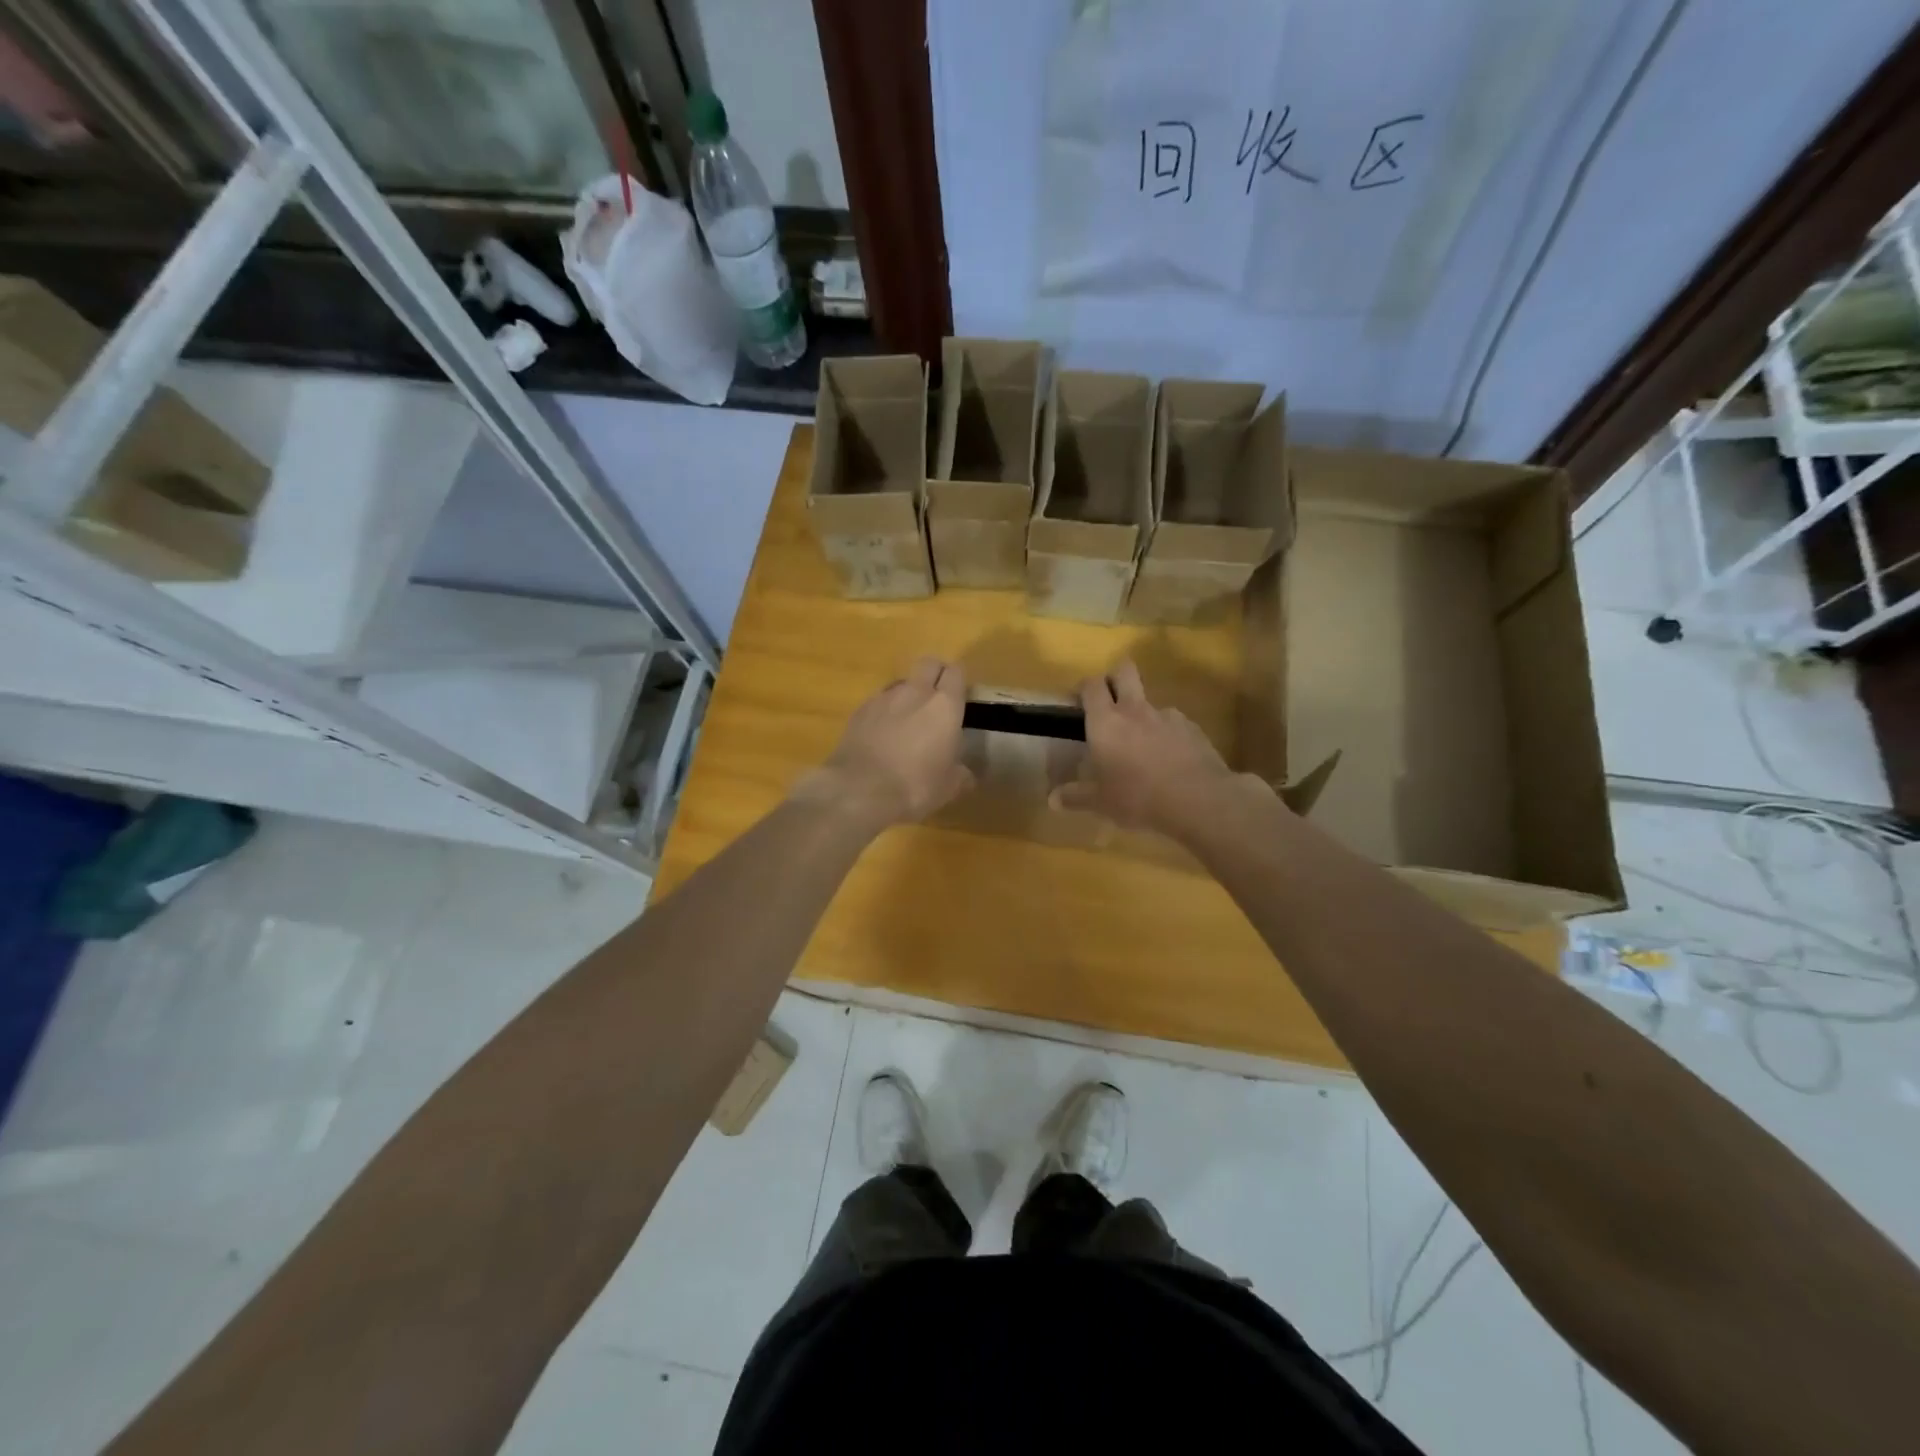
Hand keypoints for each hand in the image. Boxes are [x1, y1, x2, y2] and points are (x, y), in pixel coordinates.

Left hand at [806, 657, 972, 828]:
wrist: (859, 790)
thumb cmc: (915, 786)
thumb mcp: (950, 787)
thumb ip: (961, 774)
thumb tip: (965, 773)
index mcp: (945, 706)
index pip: (956, 673)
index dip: (959, 682)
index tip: (961, 698)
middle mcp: (915, 692)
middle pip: (928, 664)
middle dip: (934, 675)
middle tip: (937, 699)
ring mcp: (883, 698)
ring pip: (901, 682)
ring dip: (908, 694)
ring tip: (907, 720)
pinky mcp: (859, 711)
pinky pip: (878, 701)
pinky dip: (884, 712)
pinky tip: (882, 734)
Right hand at [1050, 660, 1246, 835]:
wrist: (1198, 800)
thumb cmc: (1138, 798)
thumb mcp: (1100, 803)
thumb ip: (1075, 797)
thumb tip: (1053, 799)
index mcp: (1105, 722)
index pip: (1091, 685)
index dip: (1084, 688)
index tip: (1079, 702)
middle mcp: (1134, 710)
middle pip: (1124, 670)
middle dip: (1115, 677)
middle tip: (1110, 701)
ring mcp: (1166, 716)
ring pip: (1150, 701)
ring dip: (1143, 714)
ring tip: (1144, 744)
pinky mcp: (1192, 728)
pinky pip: (1174, 723)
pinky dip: (1168, 734)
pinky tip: (1170, 758)